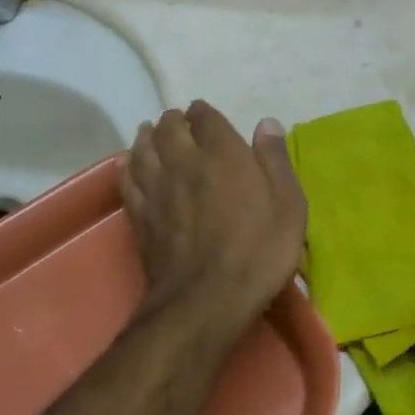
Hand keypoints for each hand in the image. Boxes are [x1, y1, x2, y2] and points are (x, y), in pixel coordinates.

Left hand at [120, 103, 307, 343]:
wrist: (205, 300)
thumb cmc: (258, 252)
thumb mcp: (288, 206)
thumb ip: (275, 161)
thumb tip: (266, 123)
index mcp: (222, 154)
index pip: (205, 117)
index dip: (205, 113)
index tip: (206, 115)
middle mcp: (184, 161)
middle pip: (169, 127)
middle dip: (174, 120)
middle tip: (179, 123)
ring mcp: (156, 188)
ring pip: (143, 147)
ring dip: (147, 136)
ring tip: (150, 133)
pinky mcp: (139, 214)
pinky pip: (126, 178)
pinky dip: (127, 165)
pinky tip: (127, 163)